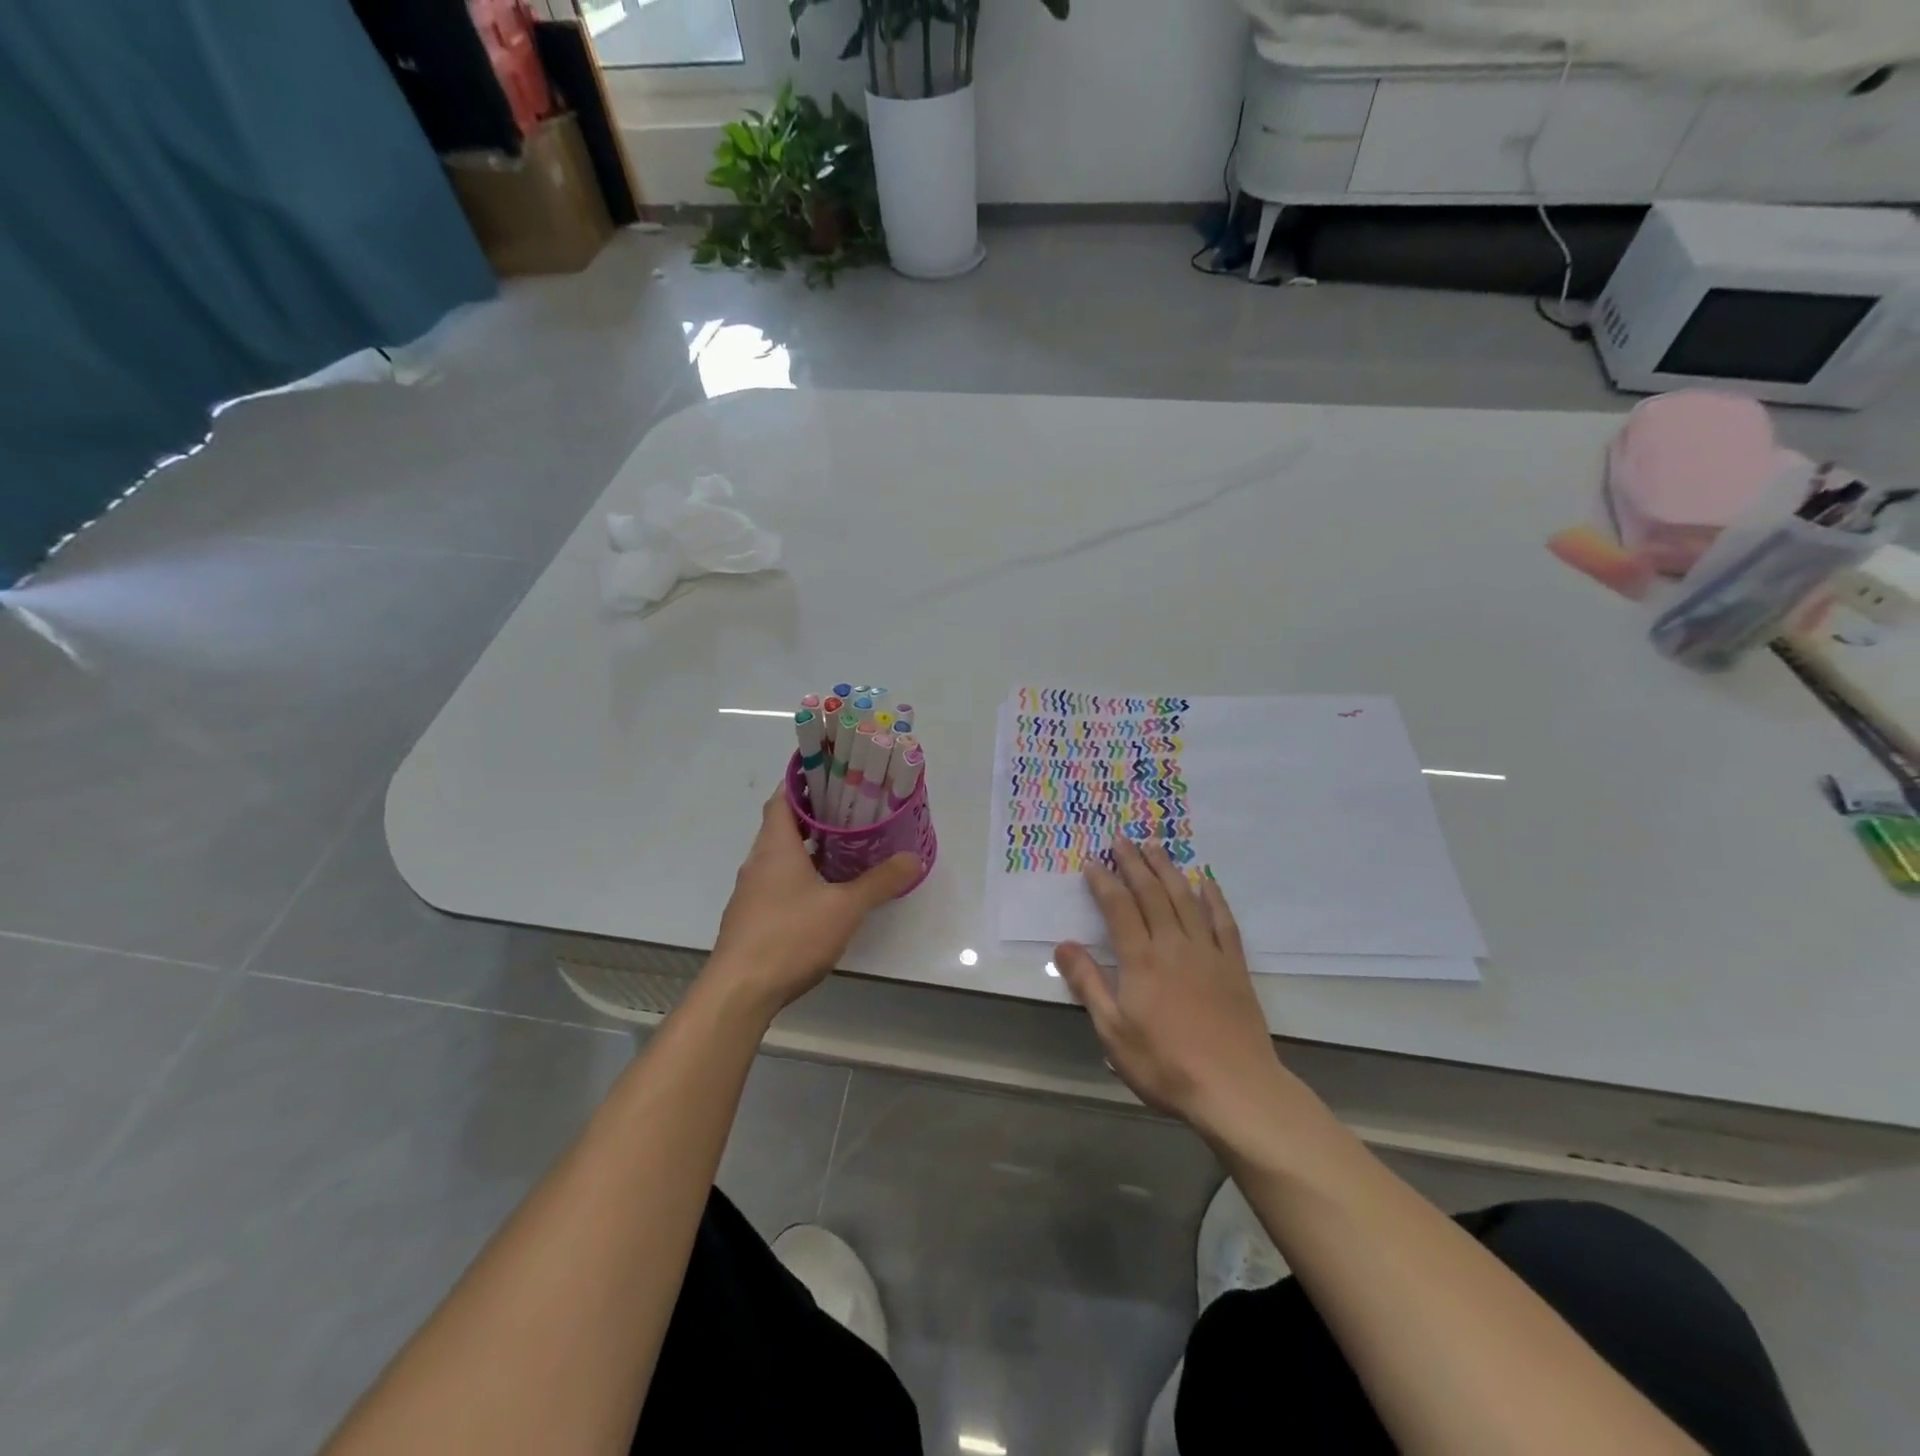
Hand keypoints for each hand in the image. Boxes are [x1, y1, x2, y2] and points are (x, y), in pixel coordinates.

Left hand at [705, 791, 920, 1018]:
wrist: (739, 992)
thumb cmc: (790, 936)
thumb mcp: (845, 908)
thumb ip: (880, 882)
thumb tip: (914, 859)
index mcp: (775, 846)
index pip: (782, 797)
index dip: (803, 781)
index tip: (831, 772)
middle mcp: (758, 861)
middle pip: (781, 824)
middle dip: (813, 813)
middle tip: (849, 807)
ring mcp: (751, 891)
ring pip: (779, 855)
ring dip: (806, 846)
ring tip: (843, 845)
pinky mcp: (751, 917)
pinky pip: (776, 881)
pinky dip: (798, 874)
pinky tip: (823, 890)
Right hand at [1054, 841, 1292, 1141]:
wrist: (1235, 1089)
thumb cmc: (1165, 1063)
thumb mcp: (1113, 1031)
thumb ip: (1089, 984)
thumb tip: (1063, 945)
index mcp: (1141, 959)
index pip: (1119, 908)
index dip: (1104, 882)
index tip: (1093, 862)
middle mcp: (1173, 945)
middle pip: (1152, 894)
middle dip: (1135, 864)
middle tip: (1123, 839)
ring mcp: (1207, 953)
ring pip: (1185, 899)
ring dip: (1168, 870)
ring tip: (1156, 847)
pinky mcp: (1233, 966)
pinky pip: (1223, 922)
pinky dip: (1214, 898)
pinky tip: (1207, 883)